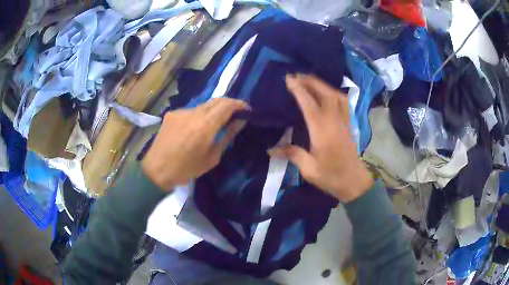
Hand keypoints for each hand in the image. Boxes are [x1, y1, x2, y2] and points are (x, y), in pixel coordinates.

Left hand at [142, 98, 247, 190]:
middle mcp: (193, 113)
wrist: (156, 170)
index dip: (239, 104)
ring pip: (203, 106)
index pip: (227, 104)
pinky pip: (190, 111)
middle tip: (235, 114)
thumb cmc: (186, 169)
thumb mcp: (212, 157)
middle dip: (229, 105)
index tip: (246, 110)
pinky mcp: (172, 114)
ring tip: (213, 125)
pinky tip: (194, 129)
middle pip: (216, 100)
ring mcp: (181, 112)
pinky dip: (198, 117)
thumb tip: (239, 122)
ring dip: (212, 112)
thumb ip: (227, 136)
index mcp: (205, 125)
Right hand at [269, 74, 373, 202]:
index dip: (299, 90)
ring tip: (310, 80)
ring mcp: (344, 121)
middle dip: (311, 81)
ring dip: (323, 84)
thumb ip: (292, 154)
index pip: (309, 104)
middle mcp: (334, 121)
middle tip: (297, 74)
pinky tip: (327, 92)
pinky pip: (343, 102)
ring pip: (336, 95)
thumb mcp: (309, 170)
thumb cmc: (331, 177)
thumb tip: (271, 149)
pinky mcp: (348, 124)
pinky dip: (334, 92)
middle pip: (325, 94)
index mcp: (322, 132)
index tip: (289, 79)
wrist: (354, 182)